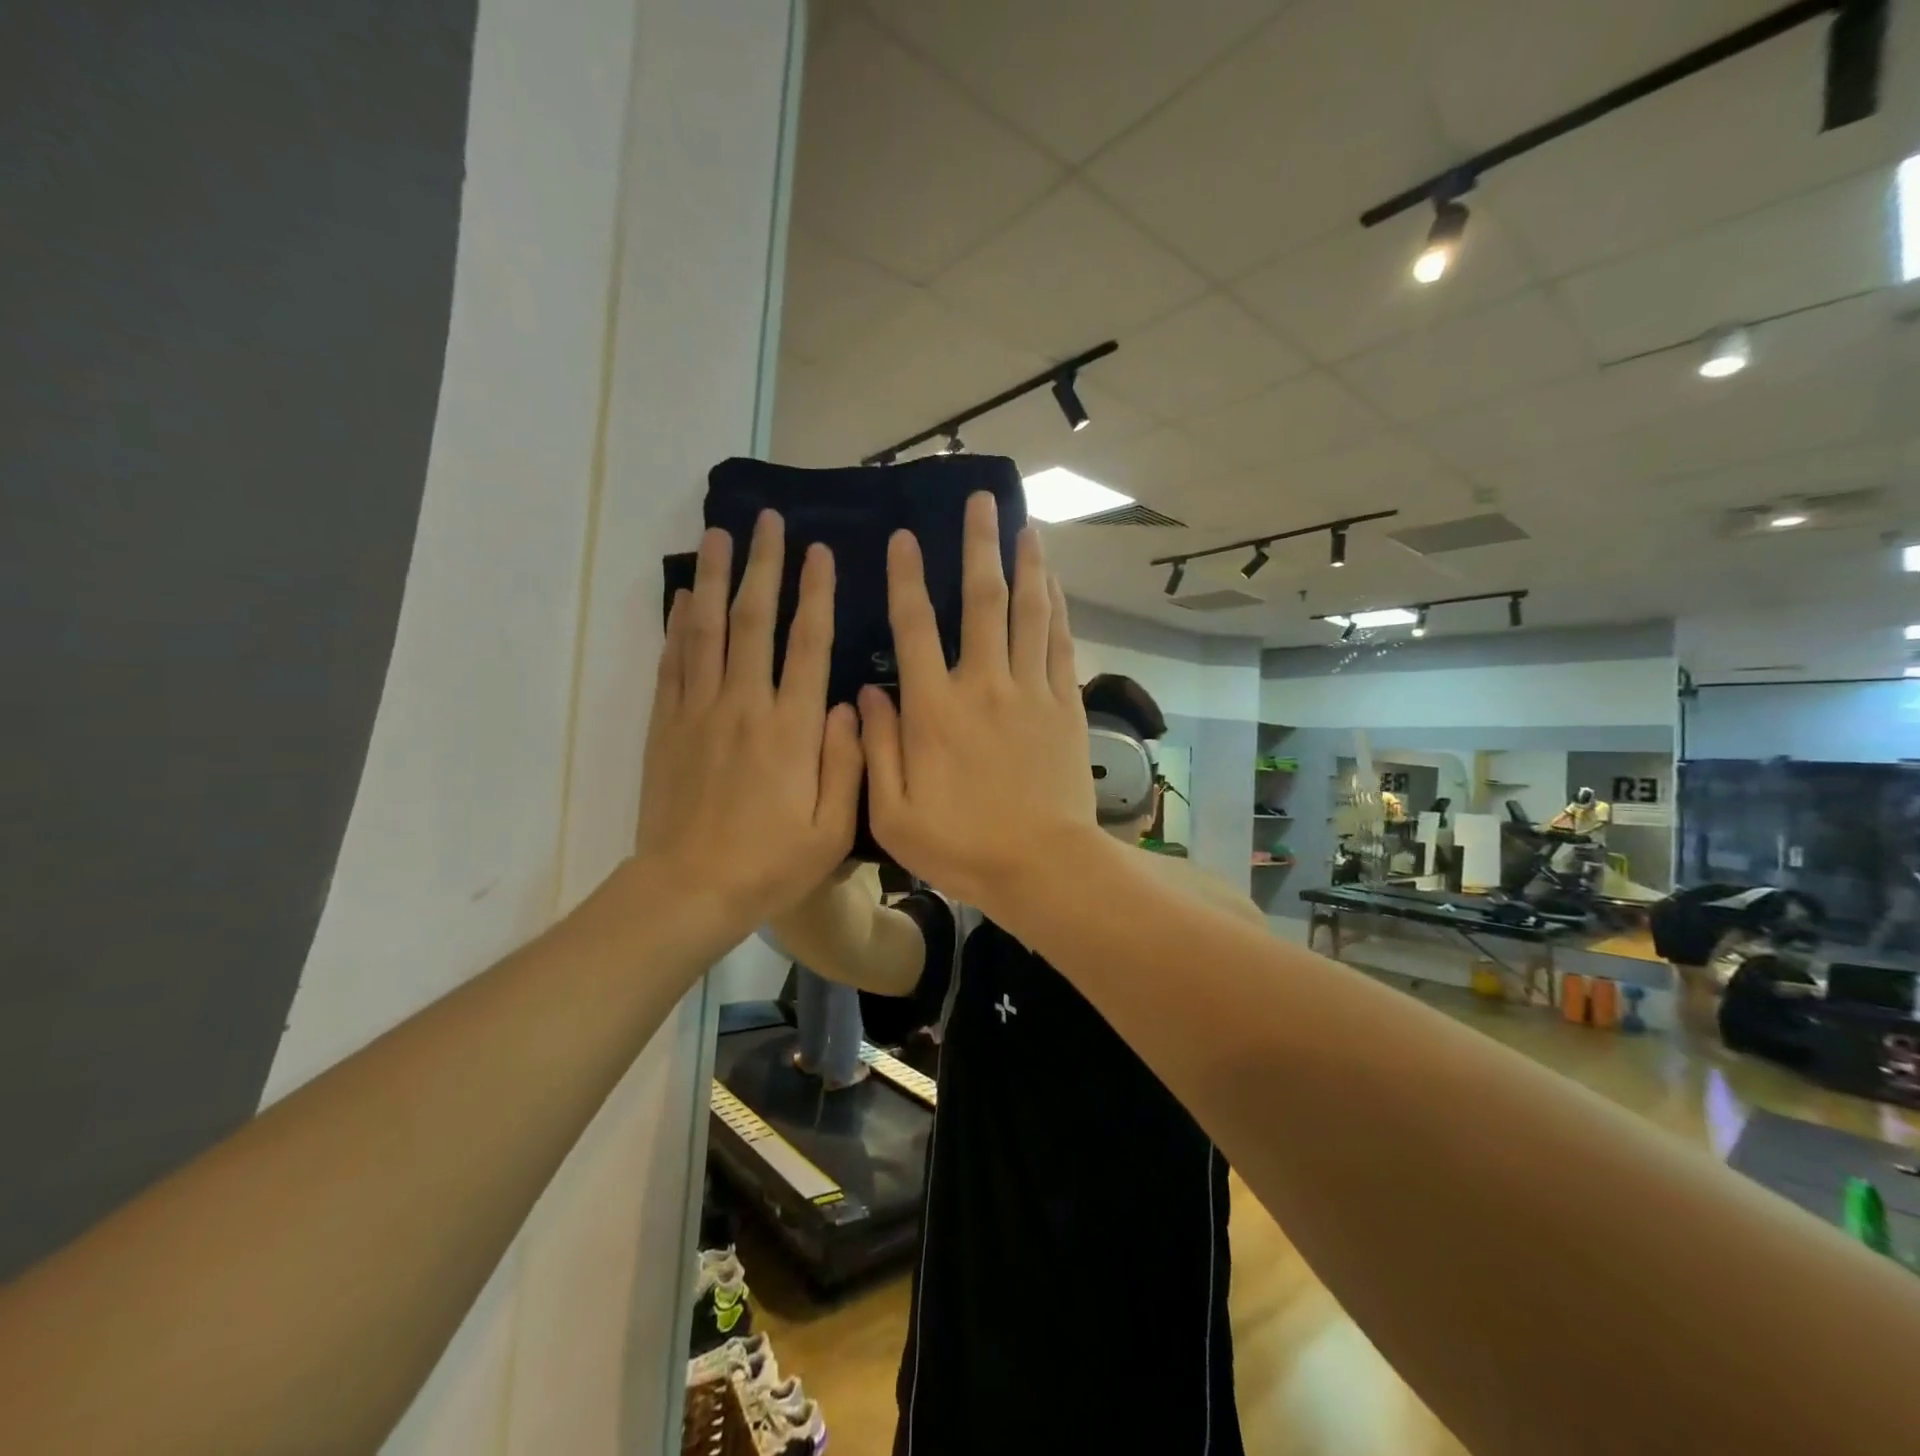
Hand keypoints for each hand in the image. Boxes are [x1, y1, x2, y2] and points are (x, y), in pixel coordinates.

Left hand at [635, 510, 862, 935]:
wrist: (689, 890)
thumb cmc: (771, 864)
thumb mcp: (832, 829)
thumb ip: (848, 762)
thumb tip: (851, 704)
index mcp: (791, 729)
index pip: (807, 645)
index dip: (815, 595)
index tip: (819, 553)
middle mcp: (744, 706)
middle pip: (753, 621)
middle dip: (763, 567)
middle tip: (767, 522)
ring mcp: (698, 712)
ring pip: (706, 631)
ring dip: (714, 579)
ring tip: (719, 535)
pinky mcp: (666, 726)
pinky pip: (671, 663)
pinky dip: (677, 626)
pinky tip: (683, 597)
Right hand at [859, 492, 1099, 910]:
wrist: (1042, 866)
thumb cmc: (961, 846)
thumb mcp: (894, 813)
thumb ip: (876, 748)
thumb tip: (870, 691)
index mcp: (934, 711)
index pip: (914, 628)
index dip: (907, 579)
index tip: (905, 539)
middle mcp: (984, 686)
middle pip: (982, 601)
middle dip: (979, 546)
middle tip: (981, 500)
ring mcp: (1031, 692)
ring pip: (1029, 612)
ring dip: (1027, 564)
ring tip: (1026, 524)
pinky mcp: (1065, 706)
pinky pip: (1060, 644)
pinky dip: (1057, 608)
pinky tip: (1054, 583)